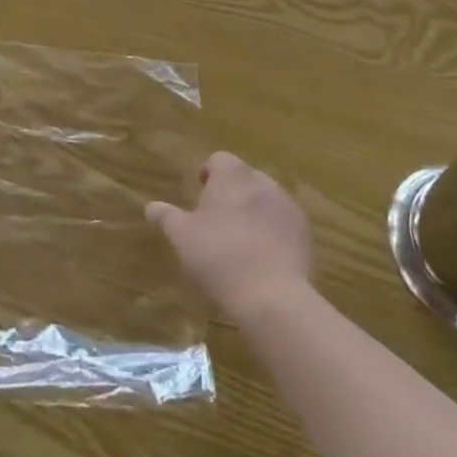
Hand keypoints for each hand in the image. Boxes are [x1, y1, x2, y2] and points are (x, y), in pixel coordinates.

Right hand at [147, 152, 311, 322]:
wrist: (272, 296)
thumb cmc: (219, 257)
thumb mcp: (182, 238)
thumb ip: (167, 217)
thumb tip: (151, 205)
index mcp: (232, 175)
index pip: (218, 160)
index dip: (208, 174)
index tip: (199, 195)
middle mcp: (262, 181)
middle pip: (243, 178)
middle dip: (230, 193)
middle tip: (215, 221)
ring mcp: (287, 206)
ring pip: (264, 199)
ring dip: (252, 211)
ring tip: (239, 241)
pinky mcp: (304, 232)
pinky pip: (282, 223)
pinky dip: (272, 231)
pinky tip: (262, 257)